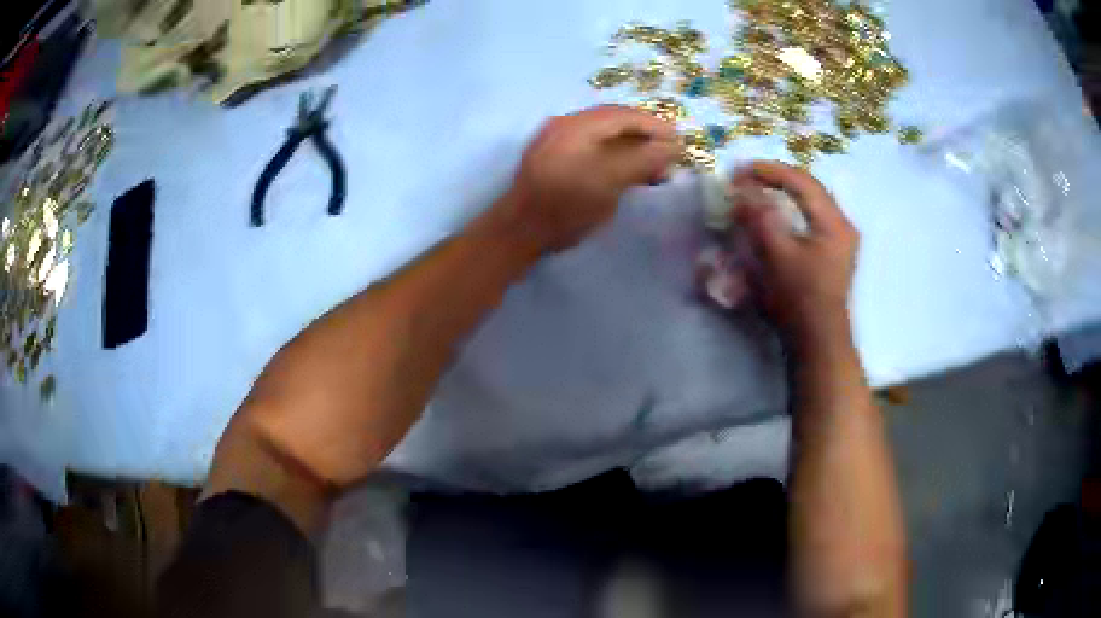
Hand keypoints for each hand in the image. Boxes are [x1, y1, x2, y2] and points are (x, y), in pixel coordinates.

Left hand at [499, 105, 679, 252]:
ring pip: (603, 136)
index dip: (655, 126)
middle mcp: (565, 125)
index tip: (680, 140)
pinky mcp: (554, 159)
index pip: (624, 115)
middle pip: (614, 122)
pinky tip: (627, 172)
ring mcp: (556, 141)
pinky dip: (614, 156)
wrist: (520, 231)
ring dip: (631, 147)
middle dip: (645, 136)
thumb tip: (673, 146)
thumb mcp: (610, 181)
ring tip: (654, 167)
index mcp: (577, 125)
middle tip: (670, 153)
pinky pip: (592, 148)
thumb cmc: (566, 206)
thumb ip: (643, 159)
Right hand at [732, 161, 858, 351]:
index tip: (741, 170)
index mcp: (834, 222)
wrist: (819, 342)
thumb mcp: (776, 255)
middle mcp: (843, 225)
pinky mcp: (834, 254)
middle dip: (778, 179)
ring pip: (812, 204)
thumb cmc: (799, 299)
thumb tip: (742, 190)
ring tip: (760, 192)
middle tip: (749, 178)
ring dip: (785, 194)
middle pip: (810, 188)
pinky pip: (812, 220)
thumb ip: (760, 217)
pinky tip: (778, 216)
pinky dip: (793, 211)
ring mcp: (841, 241)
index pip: (802, 181)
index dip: (770, 171)